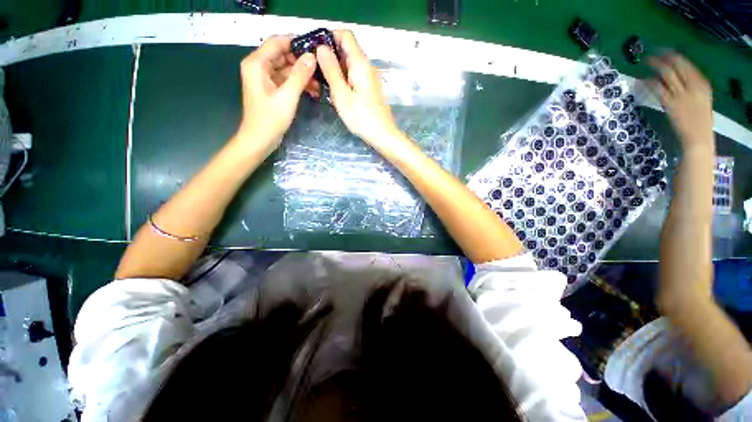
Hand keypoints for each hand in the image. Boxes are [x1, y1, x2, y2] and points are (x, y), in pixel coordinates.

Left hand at [235, 35, 318, 154]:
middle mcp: (259, 66)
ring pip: (286, 68)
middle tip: (321, 68)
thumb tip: (312, 57)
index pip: (278, 42)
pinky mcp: (271, 89)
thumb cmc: (270, 119)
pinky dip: (298, 83)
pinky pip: (286, 79)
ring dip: (302, 74)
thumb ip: (299, 75)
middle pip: (283, 54)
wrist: (260, 139)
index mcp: (257, 63)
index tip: (316, 48)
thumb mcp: (287, 96)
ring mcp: (264, 78)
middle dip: (302, 61)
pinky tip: (312, 90)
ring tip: (319, 83)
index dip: (297, 42)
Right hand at [316, 30, 400, 145]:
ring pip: (350, 65)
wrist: (382, 135)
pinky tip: (335, 91)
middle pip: (347, 50)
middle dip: (330, 55)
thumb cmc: (361, 117)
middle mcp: (367, 66)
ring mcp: (370, 78)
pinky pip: (354, 77)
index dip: (329, 36)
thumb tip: (321, 47)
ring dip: (335, 69)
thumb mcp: (342, 94)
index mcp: (361, 63)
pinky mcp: (370, 89)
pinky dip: (344, 79)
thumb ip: (331, 70)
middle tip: (314, 69)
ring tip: (321, 82)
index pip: (346, 35)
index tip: (315, 48)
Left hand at [648, 54, 713, 150]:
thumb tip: (677, 76)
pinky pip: (657, 89)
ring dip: (653, 67)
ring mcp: (681, 94)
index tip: (663, 51)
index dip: (673, 56)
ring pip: (666, 75)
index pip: (687, 64)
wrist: (698, 138)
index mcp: (703, 84)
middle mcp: (693, 86)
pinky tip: (640, 80)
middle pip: (675, 66)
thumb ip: (690, 87)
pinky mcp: (670, 103)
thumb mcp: (700, 99)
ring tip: (643, 63)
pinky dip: (648, 83)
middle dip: (661, 58)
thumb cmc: (699, 120)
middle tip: (648, 55)